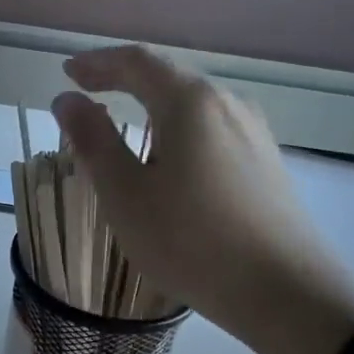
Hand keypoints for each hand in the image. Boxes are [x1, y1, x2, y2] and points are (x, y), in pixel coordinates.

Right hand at [52, 45, 353, 353]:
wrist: (286, 292)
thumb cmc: (192, 241)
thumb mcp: (126, 194)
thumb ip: (93, 141)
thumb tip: (67, 100)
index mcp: (190, 101)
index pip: (137, 62)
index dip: (97, 62)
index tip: (67, 72)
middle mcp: (227, 103)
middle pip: (168, 77)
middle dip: (123, 80)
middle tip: (88, 93)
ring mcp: (254, 132)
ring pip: (193, 105)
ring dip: (152, 106)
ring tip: (123, 126)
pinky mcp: (266, 162)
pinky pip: (212, 130)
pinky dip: (178, 130)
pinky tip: (171, 159)